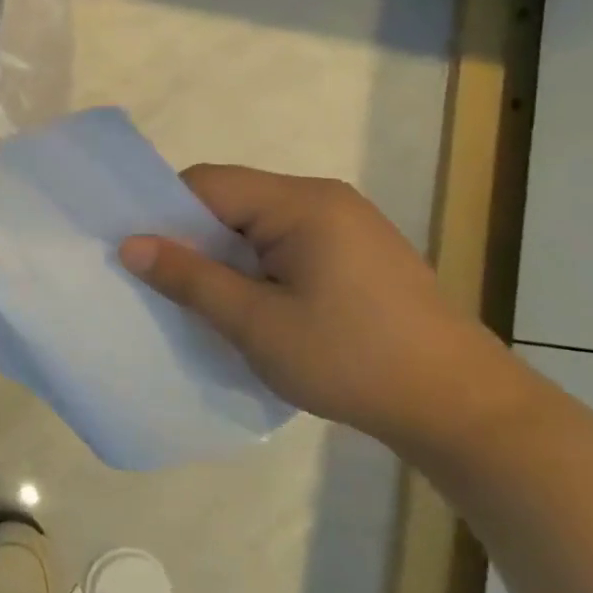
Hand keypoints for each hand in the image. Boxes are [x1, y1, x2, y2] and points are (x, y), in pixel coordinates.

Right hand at [119, 165, 525, 451]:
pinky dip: (255, 266)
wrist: (462, 408)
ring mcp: (346, 225)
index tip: (137, 253)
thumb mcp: (256, 323)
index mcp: (301, 204)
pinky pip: (285, 243)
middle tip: (163, 282)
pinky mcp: (357, 253)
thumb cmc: (351, 360)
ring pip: (256, 224)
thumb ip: (190, 277)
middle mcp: (324, 199)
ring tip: (203, 298)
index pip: (207, 184)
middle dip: (192, 237)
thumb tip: (130, 244)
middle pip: (231, 200)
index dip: (164, 212)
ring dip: (224, 255)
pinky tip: (252, 305)